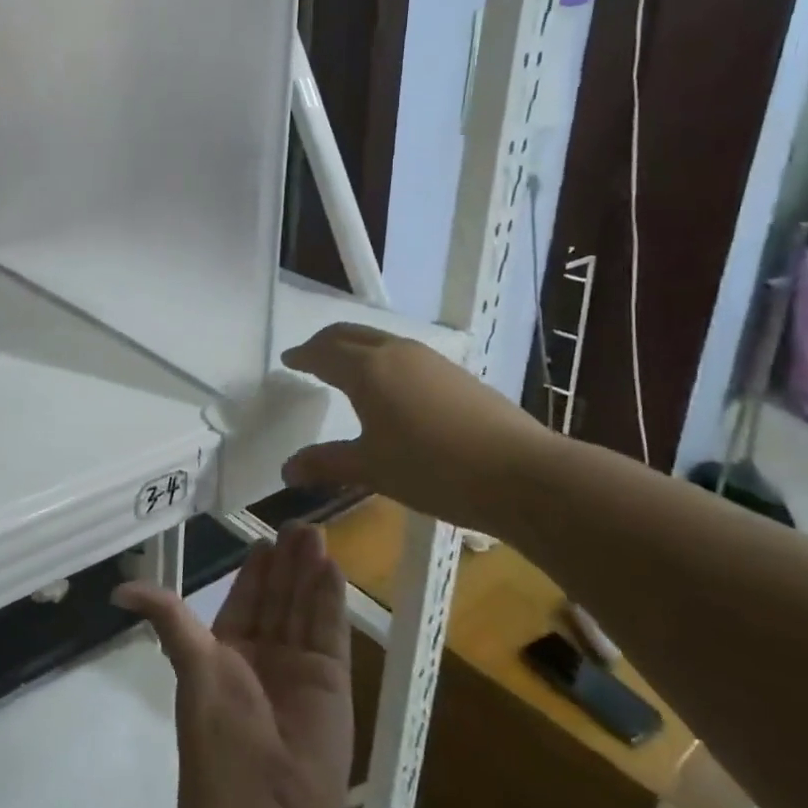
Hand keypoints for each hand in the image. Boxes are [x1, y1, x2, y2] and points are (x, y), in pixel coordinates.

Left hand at [115, 525, 351, 807]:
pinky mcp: (334, 681)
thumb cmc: (218, 732)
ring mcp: (301, 666)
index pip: (246, 598)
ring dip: (310, 572)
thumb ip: (167, 617)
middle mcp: (267, 654)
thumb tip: (118, 589)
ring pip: (305, 607)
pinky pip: (331, 630)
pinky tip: (331, 567)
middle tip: (297, 524)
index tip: (264, 537)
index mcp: (230, 651)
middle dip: (288, 562)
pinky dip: (331, 599)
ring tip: (314, 533)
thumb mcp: (190, 664)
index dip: (256, 569)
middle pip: (279, 597)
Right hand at [279, 322, 556, 534]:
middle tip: (309, 355)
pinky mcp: (455, 373)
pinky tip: (390, 386)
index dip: (303, 355)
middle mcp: (395, 352)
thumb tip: (286, 470)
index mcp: (367, 369)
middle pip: (351, 333)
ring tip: (345, 368)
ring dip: (356, 347)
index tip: (288, 359)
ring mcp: (430, 359)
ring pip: (380, 340)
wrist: (520, 473)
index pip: (324, 352)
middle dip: (325, 342)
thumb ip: (326, 463)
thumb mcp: (371, 469)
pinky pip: (404, 354)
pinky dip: (382, 359)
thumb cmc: (432, 469)